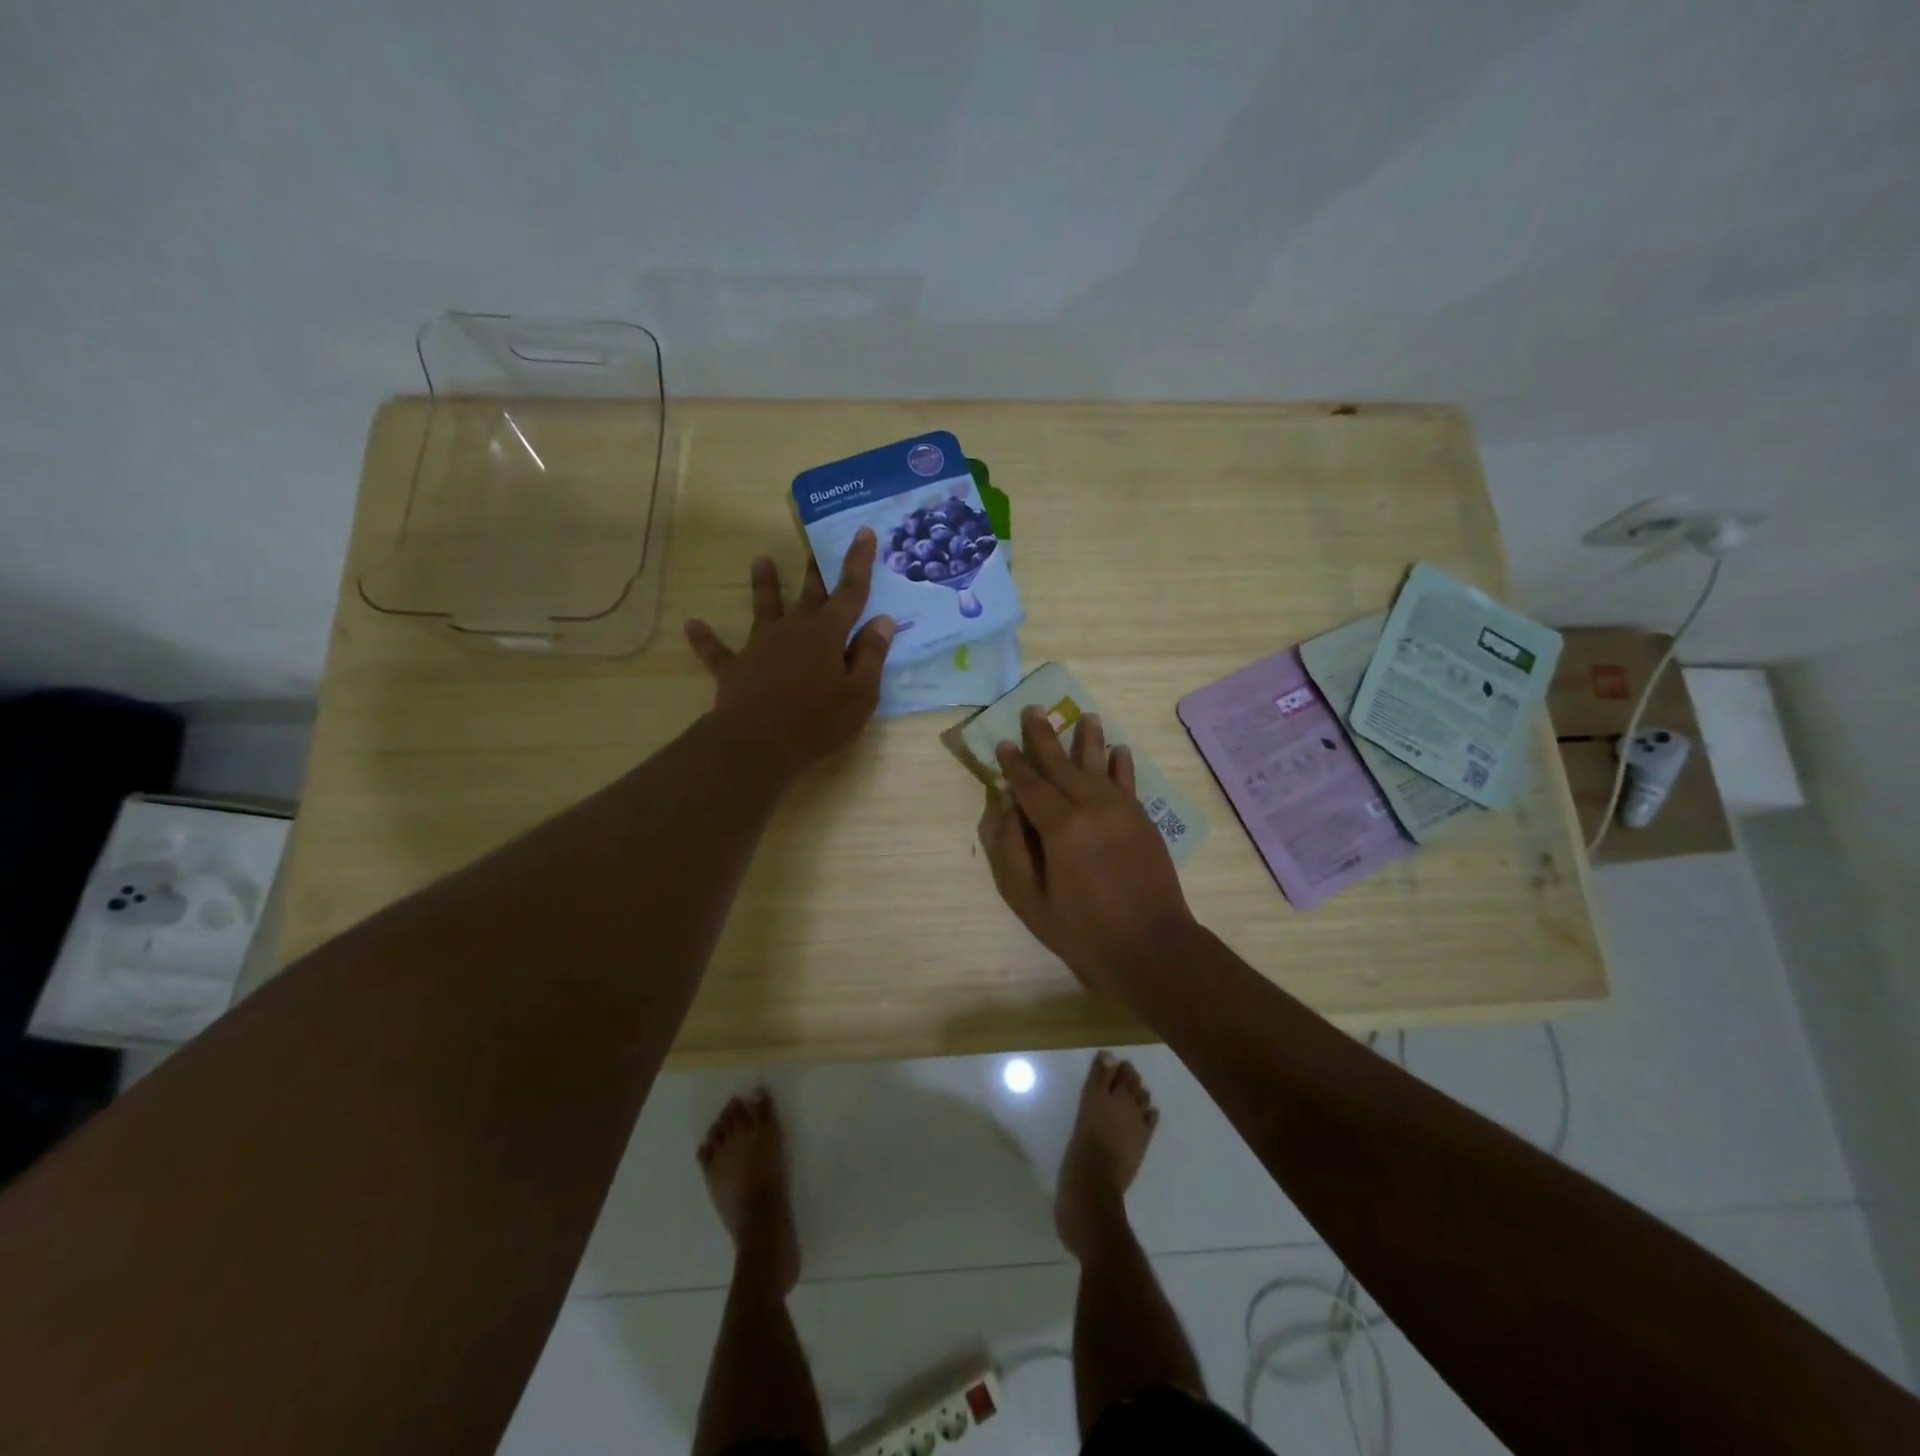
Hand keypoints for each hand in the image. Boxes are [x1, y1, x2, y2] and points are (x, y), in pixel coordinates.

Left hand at [685, 529, 894, 779]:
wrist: (759, 743)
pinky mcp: (735, 668)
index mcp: (827, 634)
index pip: (850, 592)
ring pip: (764, 608)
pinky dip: (705, 639)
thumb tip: (883, 620)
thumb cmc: (818, 721)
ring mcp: (761, 646)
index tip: (863, 532)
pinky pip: (717, 651)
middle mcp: (794, 630)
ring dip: (764, 584)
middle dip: (816, 570)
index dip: (858, 562)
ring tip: (759, 559)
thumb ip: (872, 656)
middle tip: (816, 545)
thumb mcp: (860, 694)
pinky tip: (691, 625)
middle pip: (809, 594)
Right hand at [977, 706, 1196, 995]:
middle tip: (1034, 709)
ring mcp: (1122, 810)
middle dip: (1044, 737)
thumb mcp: (1030, 900)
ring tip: (1085, 715)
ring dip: (1089, 739)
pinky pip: (1128, 782)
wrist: (1151, 945)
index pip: (1031, 785)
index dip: (1014, 764)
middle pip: (1062, 764)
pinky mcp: (1142, 819)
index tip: (1002, 743)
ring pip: (1099, 765)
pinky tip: (1119, 750)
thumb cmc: (1082, 929)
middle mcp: (1092, 807)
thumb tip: (1005, 806)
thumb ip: (1011, 849)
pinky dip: (1121, 764)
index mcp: (1061, 827)